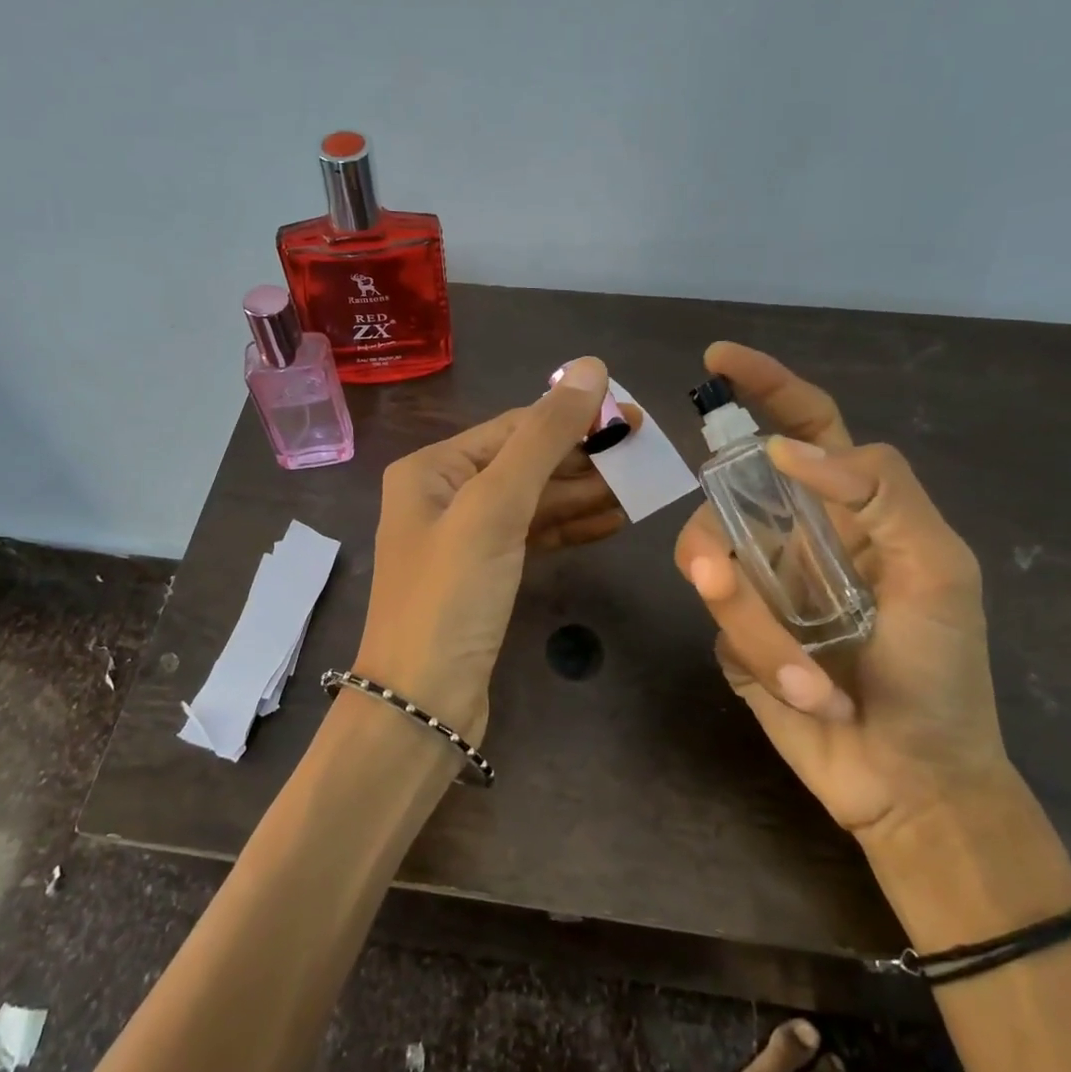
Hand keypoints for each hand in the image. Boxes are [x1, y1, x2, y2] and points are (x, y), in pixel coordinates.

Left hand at [354, 358, 637, 744]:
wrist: (423, 704)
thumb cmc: (451, 596)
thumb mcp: (495, 507)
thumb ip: (543, 438)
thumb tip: (590, 367)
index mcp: (432, 469)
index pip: (514, 428)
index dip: (573, 419)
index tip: (633, 418)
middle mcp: (444, 496)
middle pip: (525, 464)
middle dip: (584, 459)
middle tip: (647, 455)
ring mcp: (465, 539)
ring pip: (533, 503)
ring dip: (585, 495)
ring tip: (642, 489)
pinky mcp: (485, 576)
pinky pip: (533, 538)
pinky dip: (571, 529)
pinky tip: (615, 522)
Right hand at [673, 342, 1009, 844]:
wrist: (913, 776)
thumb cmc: (941, 670)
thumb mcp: (940, 569)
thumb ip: (883, 492)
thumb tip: (783, 452)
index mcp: (848, 509)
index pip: (803, 426)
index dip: (765, 386)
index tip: (717, 359)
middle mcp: (795, 533)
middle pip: (728, 496)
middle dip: (725, 536)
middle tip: (723, 579)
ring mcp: (759, 582)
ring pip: (710, 559)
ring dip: (753, 619)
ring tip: (805, 675)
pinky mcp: (731, 631)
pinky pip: (717, 615)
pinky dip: (759, 651)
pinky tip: (806, 691)